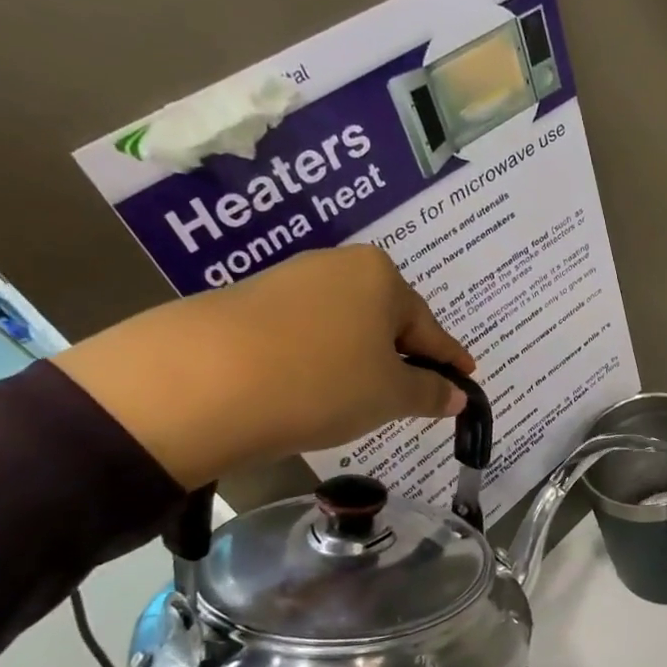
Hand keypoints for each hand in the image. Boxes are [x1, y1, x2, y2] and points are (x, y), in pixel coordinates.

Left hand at [55, 246, 474, 487]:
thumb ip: (431, 393)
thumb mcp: (390, 395)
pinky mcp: (246, 304)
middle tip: (412, 396)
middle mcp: (336, 267)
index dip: (450, 359)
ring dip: (360, 361)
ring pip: (344, 328)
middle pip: (386, 321)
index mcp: (380, 277)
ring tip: (359, 399)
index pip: (430, 327)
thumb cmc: (321, 381)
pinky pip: (306, 335)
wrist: (198, 383)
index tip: (467, 378)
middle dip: (402, 358)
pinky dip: (321, 361)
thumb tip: (458, 395)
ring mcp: (287, 282)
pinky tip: (313, 389)